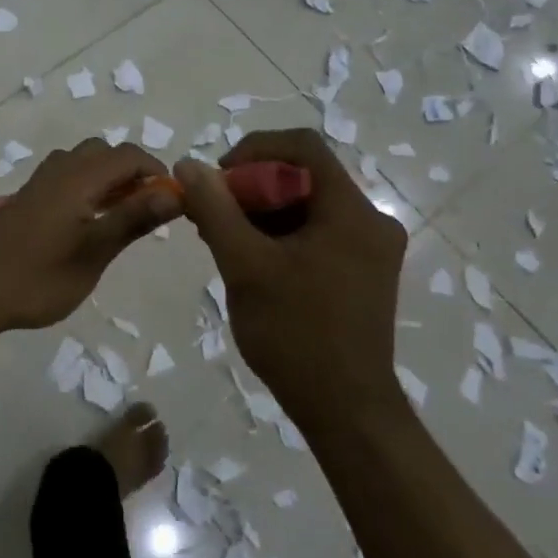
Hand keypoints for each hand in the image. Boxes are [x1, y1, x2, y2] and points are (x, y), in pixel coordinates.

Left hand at [0, 139, 181, 333]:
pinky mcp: (27, 199)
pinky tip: (87, 221)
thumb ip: (133, 219)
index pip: (128, 155)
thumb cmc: (38, 277)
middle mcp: (58, 170)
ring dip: (108, 178)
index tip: (173, 201)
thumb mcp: (94, 252)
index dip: (156, 171)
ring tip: (120, 215)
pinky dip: (87, 186)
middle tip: (146, 208)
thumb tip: (175, 192)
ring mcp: (39, 183)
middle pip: (104, 152)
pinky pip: (66, 176)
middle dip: (132, 172)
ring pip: (82, 162)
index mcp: (78, 177)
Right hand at [174, 129, 407, 423]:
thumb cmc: (295, 333)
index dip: (254, 149)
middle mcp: (369, 221)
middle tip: (212, 215)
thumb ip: (215, 209)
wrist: (345, 411)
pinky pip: (315, 233)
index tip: (219, 179)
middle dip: (251, 188)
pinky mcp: (362, 273)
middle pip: (303, 177)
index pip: (302, 147)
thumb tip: (188, 166)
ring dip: (261, 213)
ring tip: (222, 240)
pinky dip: (279, 235)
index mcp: (351, 211)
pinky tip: (248, 260)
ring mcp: (369, 249)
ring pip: (307, 207)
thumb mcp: (244, 265)